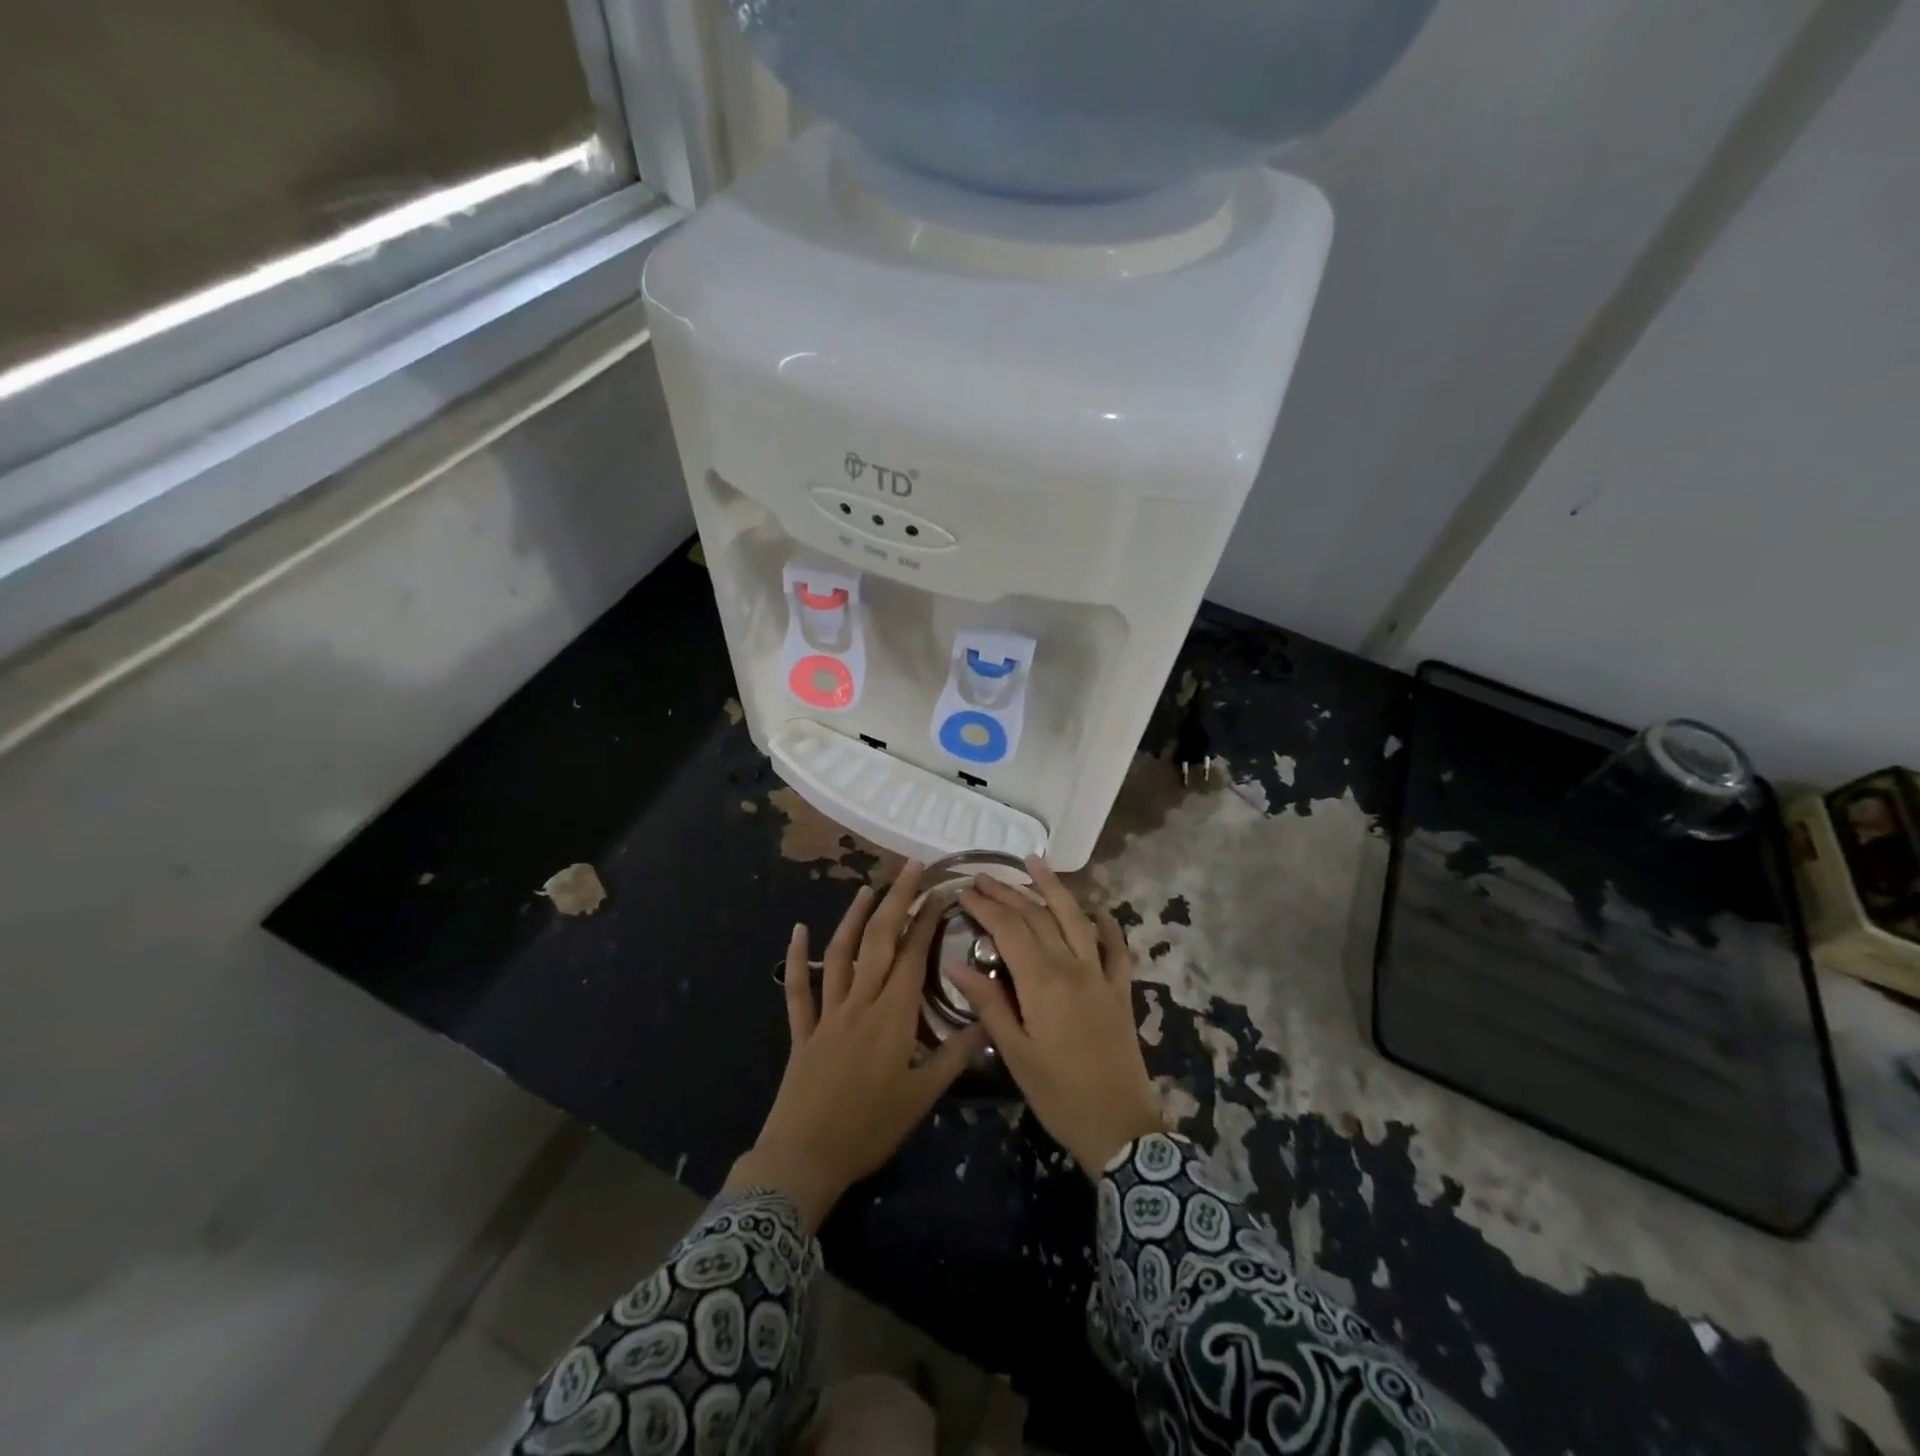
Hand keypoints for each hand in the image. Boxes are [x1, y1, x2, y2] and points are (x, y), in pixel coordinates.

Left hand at [725, 863, 985, 1230]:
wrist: (805, 1158)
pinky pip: (798, 989)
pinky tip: (797, 931)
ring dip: (853, 917)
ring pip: (839, 954)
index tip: (941, 892)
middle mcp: (860, 1003)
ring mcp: (827, 1013)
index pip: (913, 955)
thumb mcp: (922, 1098)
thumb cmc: (870, 1128)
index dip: (927, 921)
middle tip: (912, 867)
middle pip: (878, 941)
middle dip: (896, 900)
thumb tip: (987, 1023)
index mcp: (892, 1016)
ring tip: (867, 887)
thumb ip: (954, 1056)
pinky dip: (797, 958)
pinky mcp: (802, 1030)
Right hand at [948, 858, 1165, 1174]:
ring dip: (1054, 888)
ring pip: (1075, 919)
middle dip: (1008, 892)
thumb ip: (988, 1004)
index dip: (986, 907)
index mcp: (1042, 983)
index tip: (964, 891)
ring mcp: (1101, 975)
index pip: (1009, 930)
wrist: (1120, 1127)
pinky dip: (1107, 924)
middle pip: (1038, 917)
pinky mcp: (1120, 989)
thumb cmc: (1058, 1094)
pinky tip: (1097, 908)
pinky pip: (1116, 947)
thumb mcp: (1014, 1054)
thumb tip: (956, 964)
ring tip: (1035, 862)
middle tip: (984, 876)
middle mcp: (1072, 967)